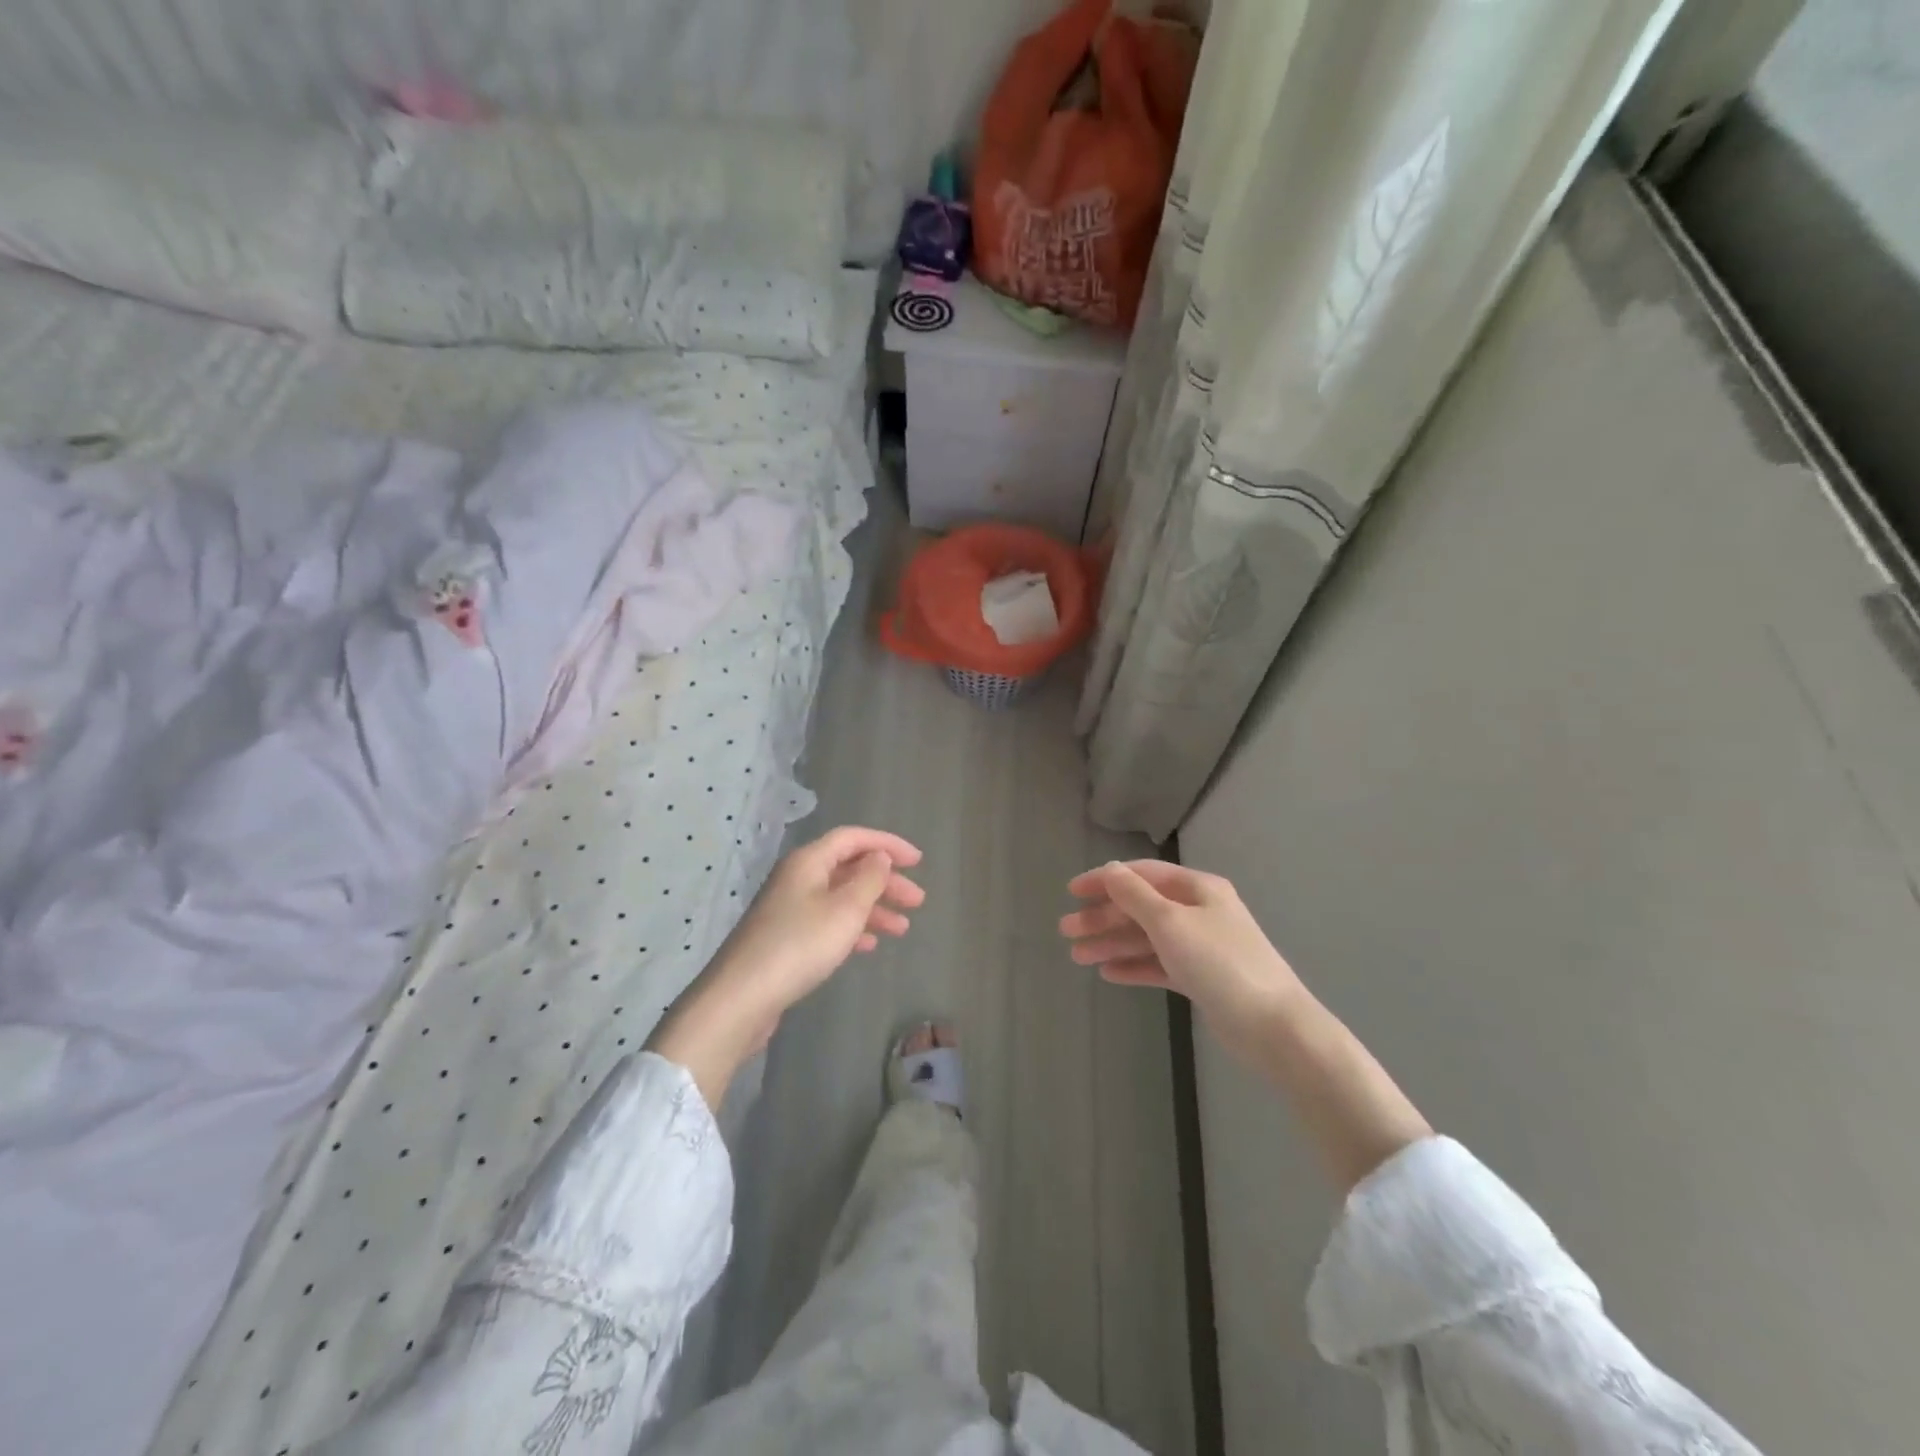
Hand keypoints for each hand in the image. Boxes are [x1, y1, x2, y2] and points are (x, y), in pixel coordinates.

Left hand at [650, 827, 924, 1107]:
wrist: (742, 997)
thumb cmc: (800, 945)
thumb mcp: (845, 909)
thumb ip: (869, 879)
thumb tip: (879, 857)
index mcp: (808, 862)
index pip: (853, 838)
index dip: (887, 844)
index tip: (918, 861)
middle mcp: (797, 879)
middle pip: (848, 868)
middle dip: (885, 881)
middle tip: (917, 901)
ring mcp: (789, 909)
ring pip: (840, 898)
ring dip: (873, 908)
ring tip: (902, 929)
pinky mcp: (785, 939)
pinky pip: (827, 923)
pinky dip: (852, 929)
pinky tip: (869, 946)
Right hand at [1060, 860, 1306, 1065]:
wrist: (1274, 1027)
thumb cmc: (1220, 964)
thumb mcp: (1170, 922)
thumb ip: (1135, 895)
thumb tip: (1110, 869)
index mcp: (1197, 889)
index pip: (1142, 874)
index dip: (1105, 880)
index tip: (1071, 892)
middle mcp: (1199, 912)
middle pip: (1141, 907)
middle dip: (1103, 917)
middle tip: (1066, 931)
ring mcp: (1201, 946)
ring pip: (1147, 938)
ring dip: (1112, 943)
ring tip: (1077, 956)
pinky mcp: (1202, 978)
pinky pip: (1159, 964)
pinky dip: (1134, 966)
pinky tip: (1108, 973)